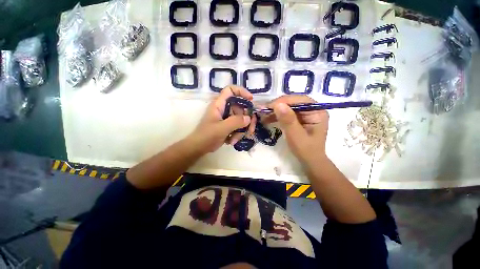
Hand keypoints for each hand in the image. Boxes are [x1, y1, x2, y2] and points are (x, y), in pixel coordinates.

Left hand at [187, 85, 256, 153]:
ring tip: (235, 139)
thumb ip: (236, 122)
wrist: (199, 148)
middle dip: (247, 119)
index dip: (241, 91)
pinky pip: (238, 127)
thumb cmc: (207, 136)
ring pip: (241, 119)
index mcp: (219, 104)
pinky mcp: (228, 126)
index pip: (230, 90)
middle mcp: (224, 109)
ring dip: (241, 130)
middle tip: (250, 129)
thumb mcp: (221, 128)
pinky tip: (232, 141)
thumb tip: (249, 118)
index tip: (251, 99)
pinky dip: (237, 134)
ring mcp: (227, 118)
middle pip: (240, 107)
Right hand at [264, 95, 328, 161]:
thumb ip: (288, 120)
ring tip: (262, 115)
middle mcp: (312, 109)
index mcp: (317, 112)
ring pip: (288, 107)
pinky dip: (276, 115)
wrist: (309, 161)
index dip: (282, 101)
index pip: (299, 100)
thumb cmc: (305, 150)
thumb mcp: (296, 136)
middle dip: (277, 106)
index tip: (267, 107)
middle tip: (262, 110)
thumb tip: (278, 105)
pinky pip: (286, 113)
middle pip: (292, 102)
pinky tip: (267, 118)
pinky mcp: (298, 118)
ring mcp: (305, 114)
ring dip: (274, 111)